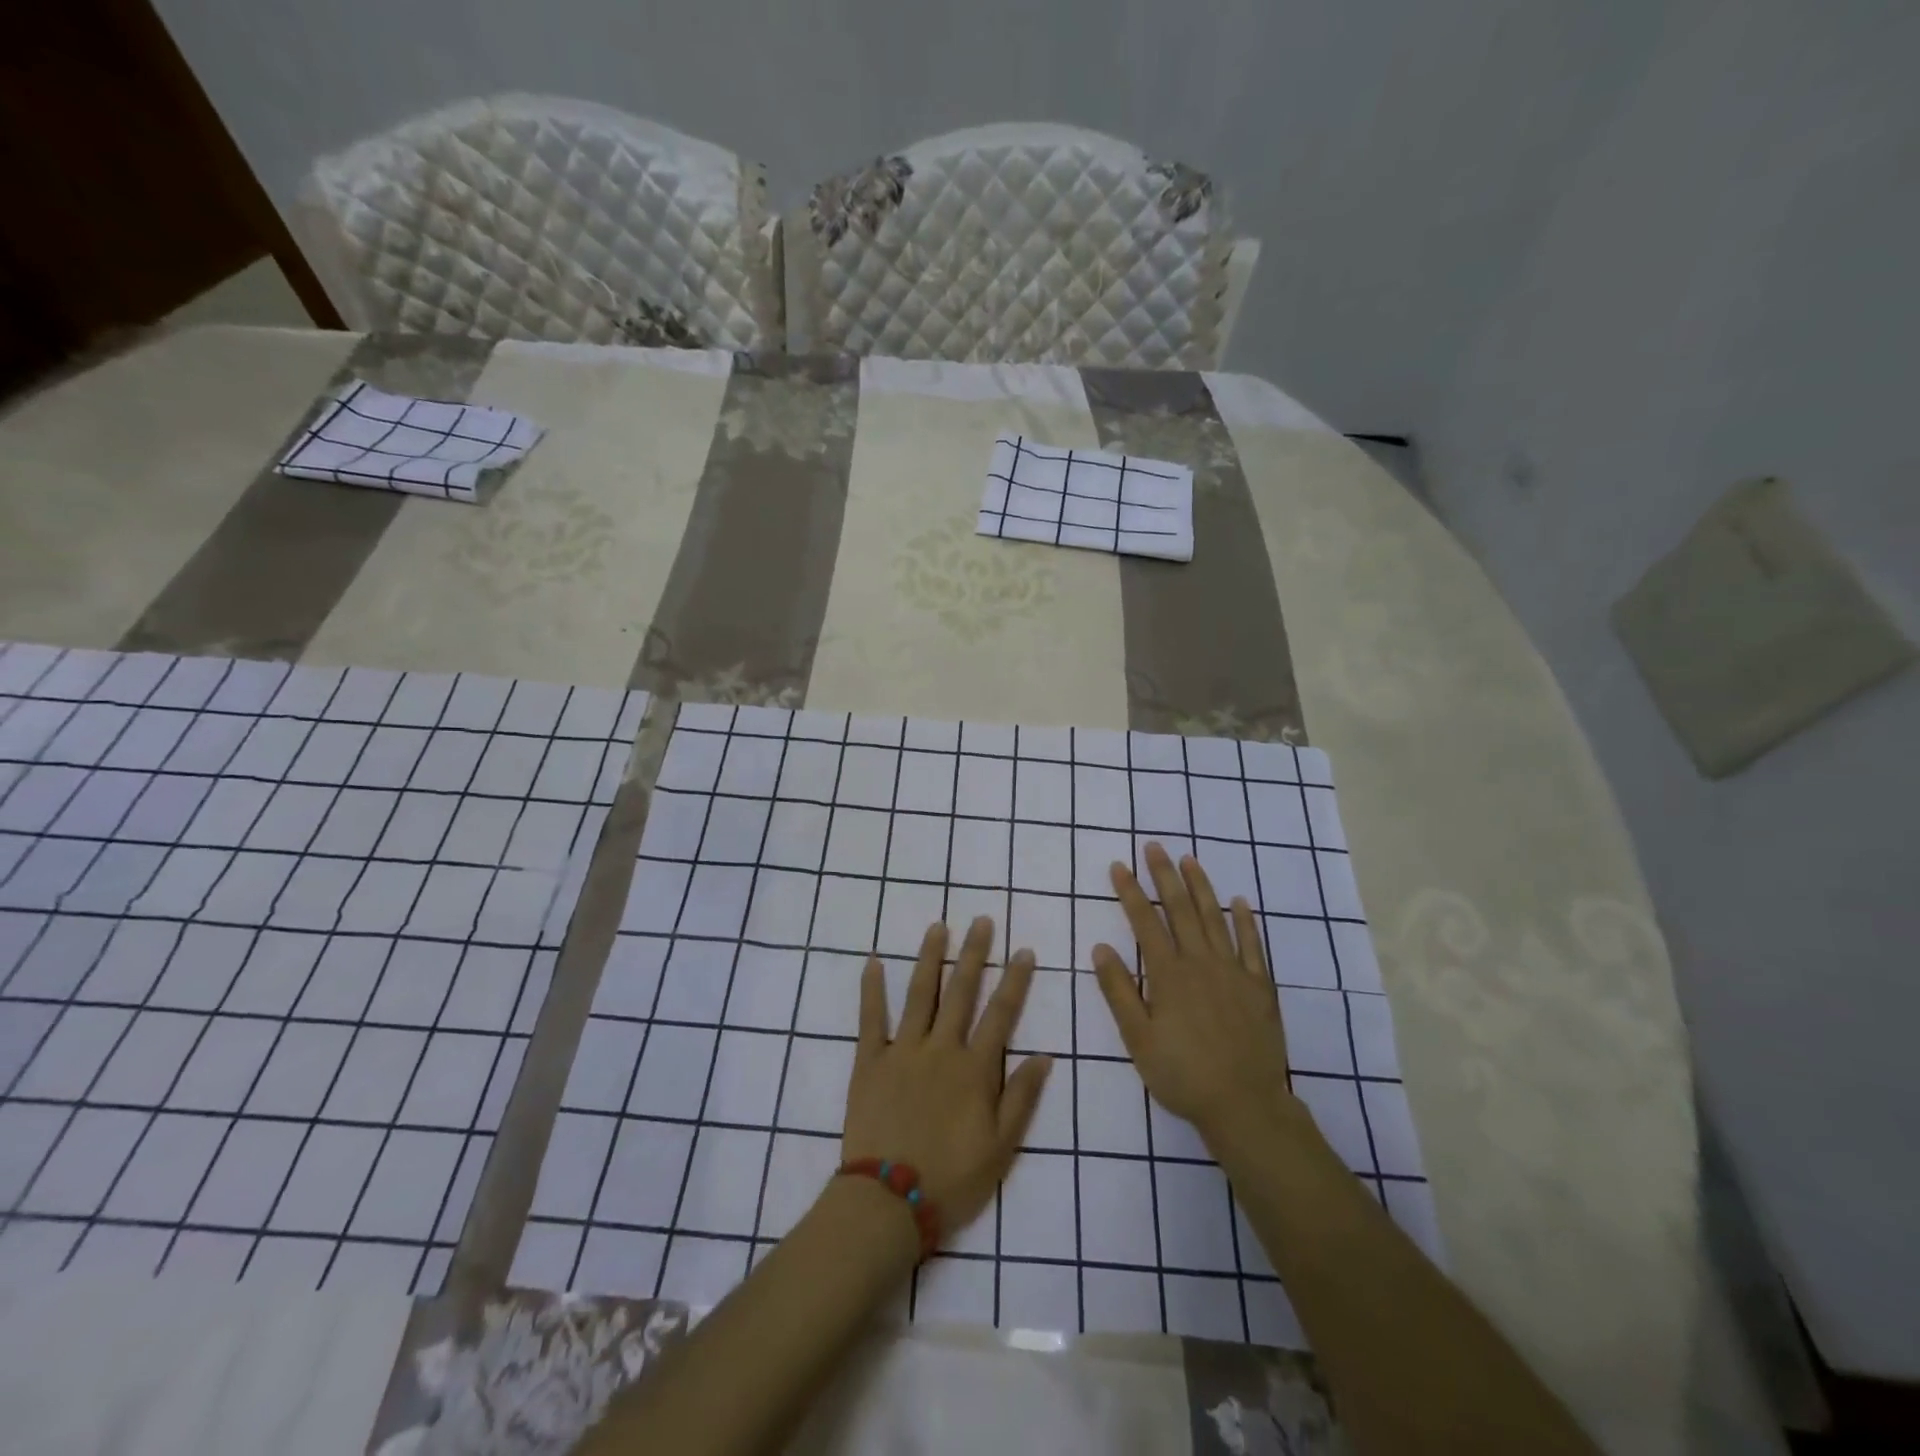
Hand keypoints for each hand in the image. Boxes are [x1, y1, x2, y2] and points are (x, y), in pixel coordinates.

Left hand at [843, 917, 1052, 1235]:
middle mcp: (941, 1048)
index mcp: (974, 1069)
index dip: (1015, 981)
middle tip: (982, 921)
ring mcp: (902, 1050)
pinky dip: (871, 989)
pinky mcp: (869, 1061)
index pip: (1001, 1014)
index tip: (1024, 951)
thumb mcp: (1001, 1148)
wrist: (888, 1201)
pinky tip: (872, 961)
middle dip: (974, 954)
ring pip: (920, 994)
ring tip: (938, 927)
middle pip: (962, 992)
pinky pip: (870, 1018)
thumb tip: (1044, 1055)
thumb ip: (1022, 1098)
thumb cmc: (952, 1178)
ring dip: (930, 958)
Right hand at [1092, 843, 1295, 1145]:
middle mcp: (1201, 963)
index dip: (1130, 892)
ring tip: (1189, 860)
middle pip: (1181, 910)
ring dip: (1201, 886)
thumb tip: (1100, 947)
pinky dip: (1245, 920)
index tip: (1119, 866)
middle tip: (1154, 846)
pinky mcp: (1260, 986)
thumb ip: (1119, 991)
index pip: (1145, 922)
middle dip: (1164, 875)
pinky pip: (1253, 944)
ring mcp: (1234, 971)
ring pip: (1215, 918)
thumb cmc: (1182, 1075)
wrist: (1245, 1105)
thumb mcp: (1137, 1039)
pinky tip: (1240, 901)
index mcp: (1168, 975)